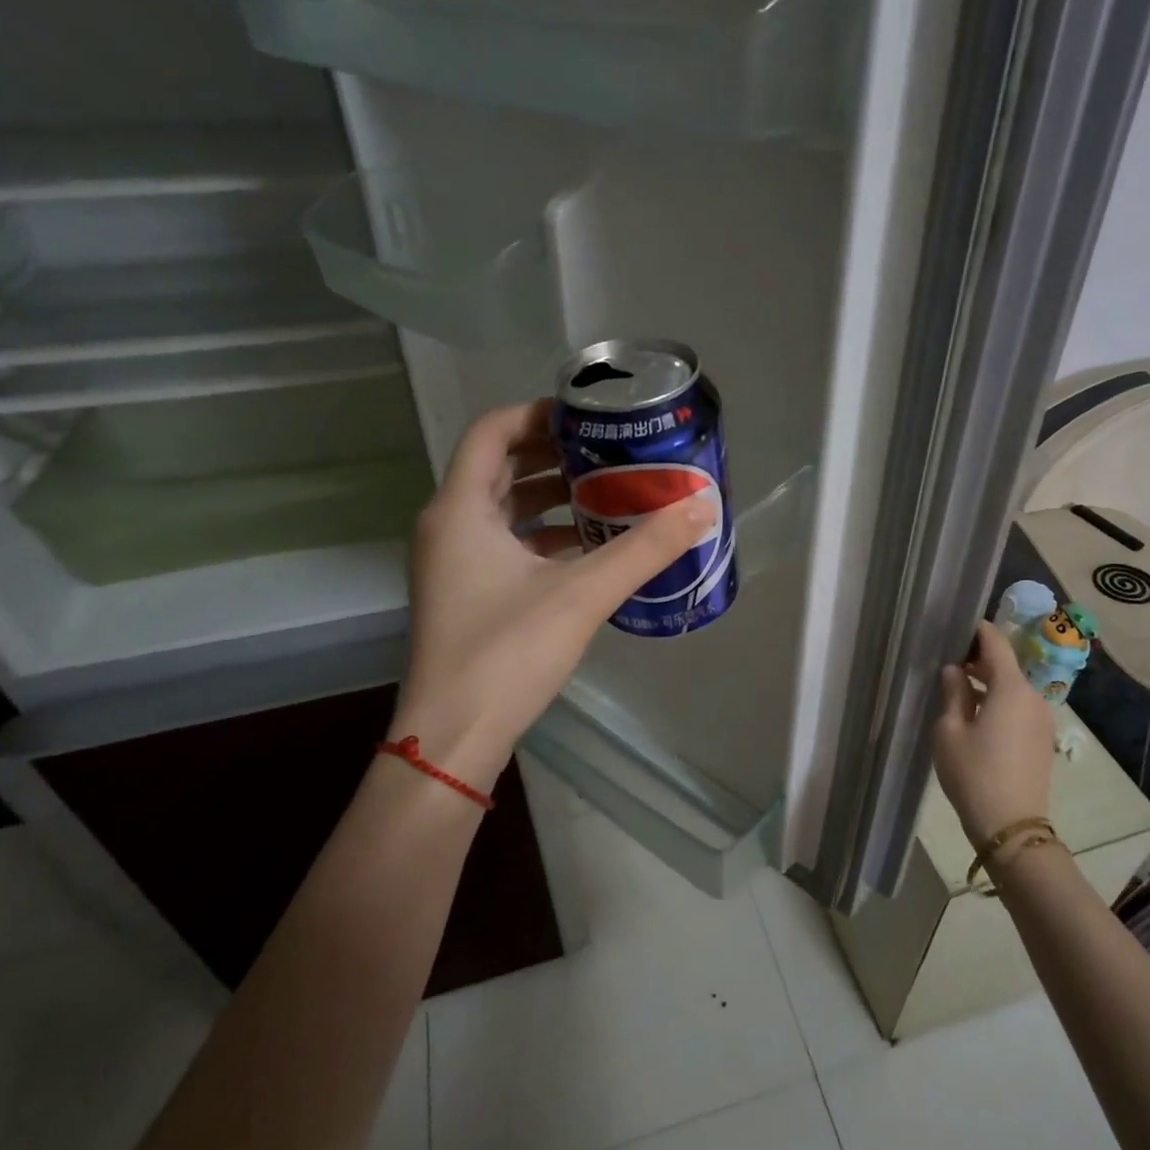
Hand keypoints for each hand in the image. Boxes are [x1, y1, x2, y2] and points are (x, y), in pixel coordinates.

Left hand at [390, 399, 713, 790]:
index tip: (590, 418)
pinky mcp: (466, 594)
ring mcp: (453, 563)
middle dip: (555, 456)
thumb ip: (644, 549)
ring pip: (502, 509)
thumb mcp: (582, 595)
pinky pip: (505, 544)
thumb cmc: (507, 653)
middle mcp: (448, 526)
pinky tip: (589, 549)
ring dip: (552, 497)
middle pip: (499, 467)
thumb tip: (702, 508)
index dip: (539, 414)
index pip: (493, 431)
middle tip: (610, 453)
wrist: (455, 735)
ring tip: (609, 494)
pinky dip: (544, 535)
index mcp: (460, 509)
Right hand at [931, 622, 1055, 845]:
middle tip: (951, 658)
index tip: (956, 626)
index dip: (977, 630)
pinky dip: (1000, 700)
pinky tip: (977, 713)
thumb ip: (953, 693)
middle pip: (1008, 664)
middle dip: (980, 657)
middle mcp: (1034, 696)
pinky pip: (1020, 706)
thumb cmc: (973, 773)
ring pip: (1015, 686)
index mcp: (1012, 688)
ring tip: (960, 686)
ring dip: (990, 681)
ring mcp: (1042, 718)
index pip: (996, 643)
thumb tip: (954, 671)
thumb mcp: (949, 730)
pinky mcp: (1042, 738)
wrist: (1011, 825)